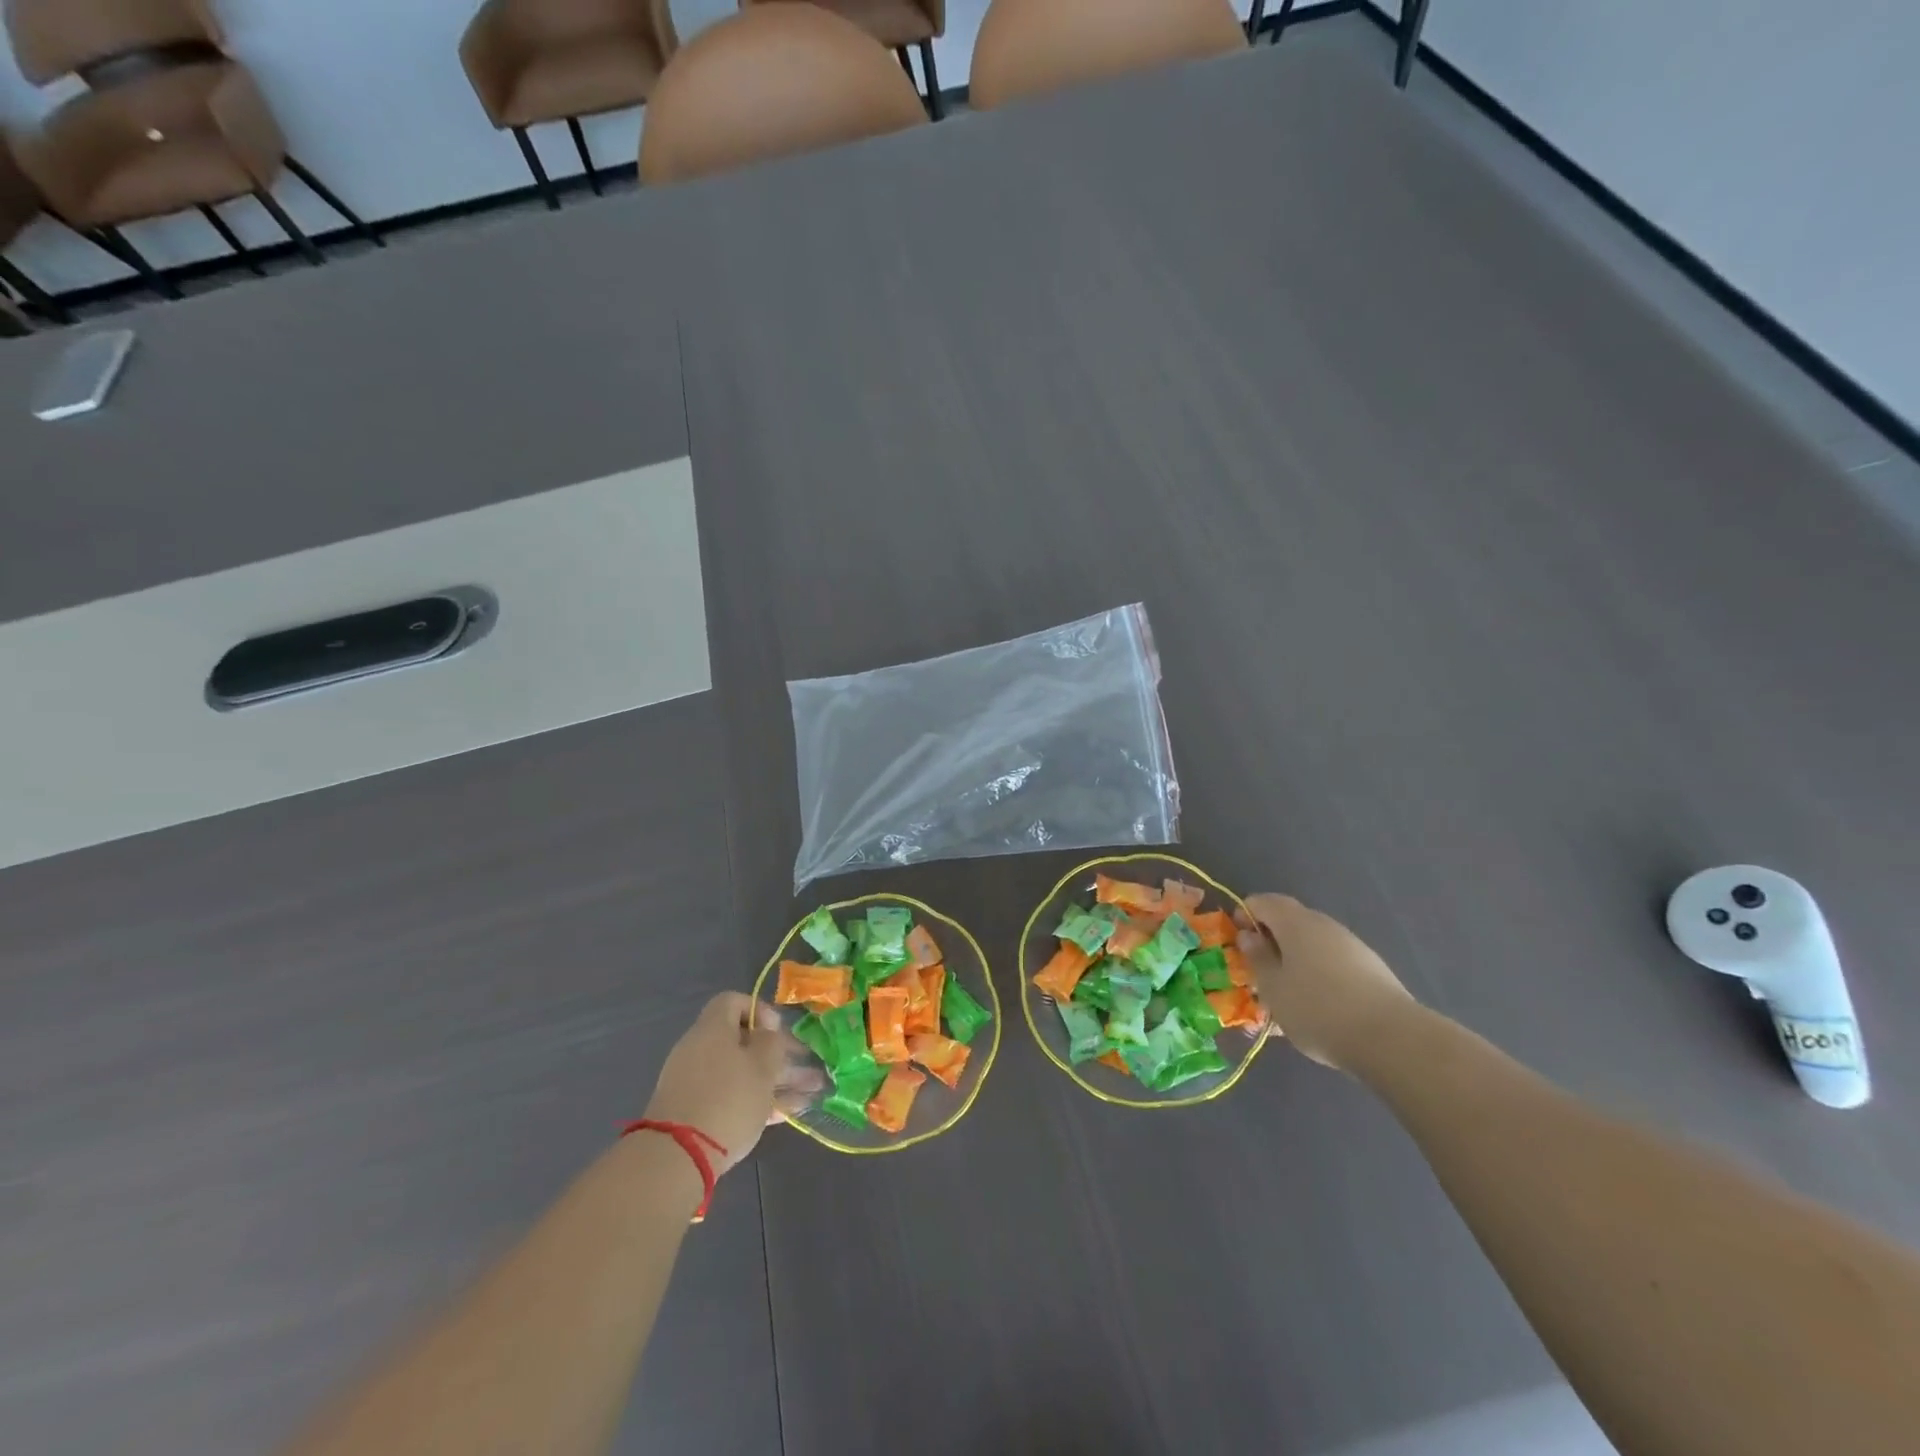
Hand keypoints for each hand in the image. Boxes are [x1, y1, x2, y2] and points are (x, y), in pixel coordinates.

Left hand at [644, 993, 823, 1176]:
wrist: (677, 1158)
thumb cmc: (727, 1099)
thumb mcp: (762, 1065)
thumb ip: (771, 1042)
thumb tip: (767, 1033)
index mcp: (712, 1030)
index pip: (733, 1002)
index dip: (760, 1010)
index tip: (778, 1031)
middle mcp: (701, 1051)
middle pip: (744, 1043)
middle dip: (780, 1055)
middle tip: (809, 1066)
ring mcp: (697, 1085)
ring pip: (744, 1073)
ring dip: (778, 1081)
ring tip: (812, 1093)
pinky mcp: (697, 1115)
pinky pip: (733, 1097)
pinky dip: (760, 1101)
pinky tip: (790, 1113)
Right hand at [1236, 893, 1416, 1070]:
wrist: (1392, 1038)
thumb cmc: (1317, 1009)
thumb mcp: (1273, 988)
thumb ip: (1257, 958)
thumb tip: (1249, 936)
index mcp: (1295, 922)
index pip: (1262, 902)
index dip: (1244, 917)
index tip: (1238, 944)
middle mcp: (1324, 924)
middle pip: (1289, 920)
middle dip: (1270, 940)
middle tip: (1259, 972)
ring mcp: (1351, 945)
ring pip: (1313, 943)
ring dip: (1295, 959)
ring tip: (1288, 994)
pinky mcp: (1371, 967)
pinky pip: (1333, 961)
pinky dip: (1318, 973)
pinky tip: (1319, 1006)